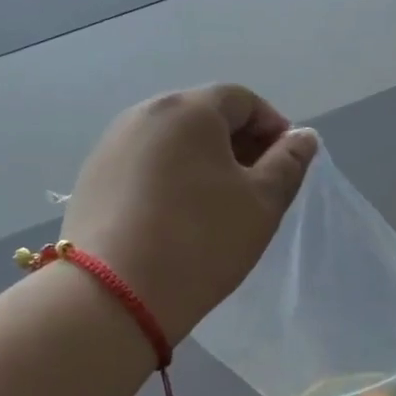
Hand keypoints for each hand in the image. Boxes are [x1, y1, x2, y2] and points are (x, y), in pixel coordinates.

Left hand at [63, 85, 317, 344]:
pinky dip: (169, 179)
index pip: (243, 100)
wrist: (114, 295)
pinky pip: (145, 165)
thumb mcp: (261, 203)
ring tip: (217, 206)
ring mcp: (112, 145)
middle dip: (238, 145)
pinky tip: (176, 218)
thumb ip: (289, 162)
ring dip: (203, 162)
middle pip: (204, 116)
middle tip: (256, 189)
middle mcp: (145, 114)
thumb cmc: (201, 241)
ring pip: (172, 142)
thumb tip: (303, 136)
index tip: (286, 166)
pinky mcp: (92, 178)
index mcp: (189, 109)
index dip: (273, 127)